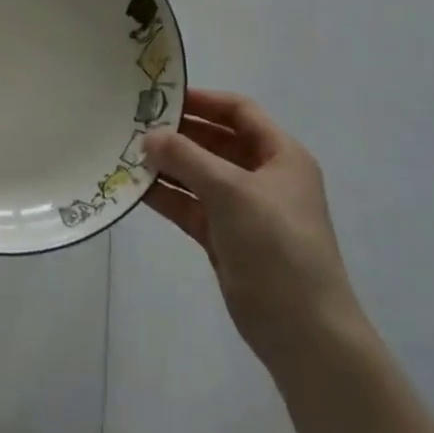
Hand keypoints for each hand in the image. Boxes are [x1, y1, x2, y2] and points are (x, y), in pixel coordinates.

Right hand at [142, 88, 363, 371]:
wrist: (306, 336)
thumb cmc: (277, 247)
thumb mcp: (231, 191)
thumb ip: (186, 157)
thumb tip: (148, 136)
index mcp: (281, 156)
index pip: (239, 111)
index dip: (204, 100)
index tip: (162, 96)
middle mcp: (264, 176)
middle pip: (216, 141)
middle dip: (179, 133)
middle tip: (135, 125)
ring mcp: (245, 210)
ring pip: (200, 175)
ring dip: (168, 165)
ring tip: (127, 153)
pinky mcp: (227, 239)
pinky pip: (192, 206)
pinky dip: (168, 196)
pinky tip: (136, 187)